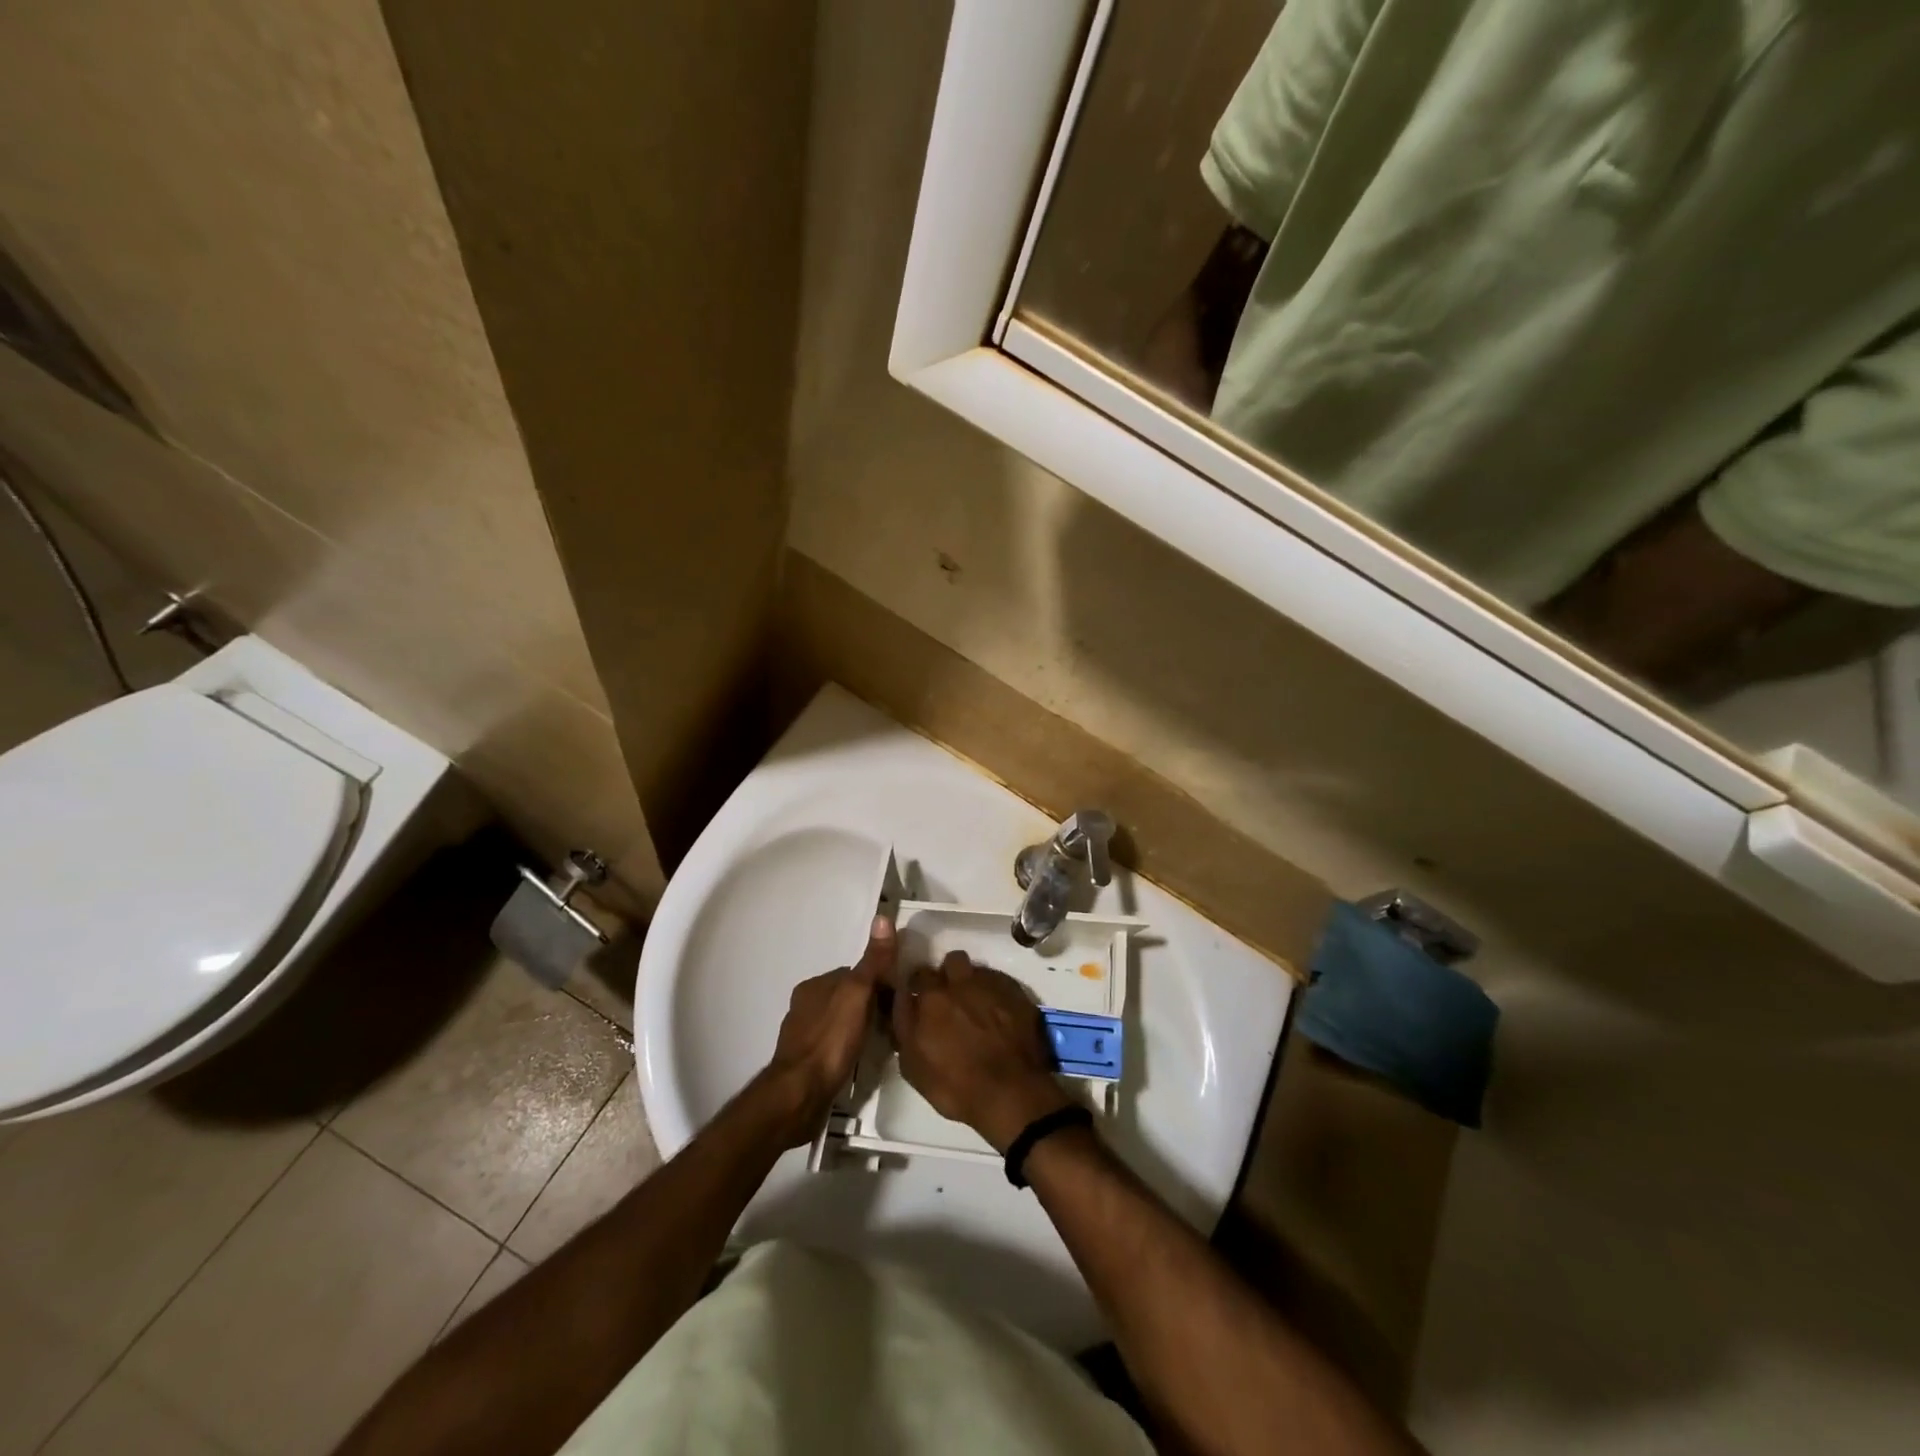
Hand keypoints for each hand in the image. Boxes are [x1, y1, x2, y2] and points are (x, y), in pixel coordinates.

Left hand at [759, 916, 894, 1145]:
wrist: (800, 1095)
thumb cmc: (830, 1040)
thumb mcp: (857, 993)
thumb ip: (872, 961)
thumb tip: (882, 917)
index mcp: (813, 986)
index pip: (853, 974)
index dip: (878, 982)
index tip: (898, 997)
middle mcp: (804, 1006)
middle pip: (846, 997)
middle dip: (868, 1006)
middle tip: (894, 1022)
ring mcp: (802, 1036)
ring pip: (839, 1022)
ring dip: (858, 1028)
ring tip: (882, 1042)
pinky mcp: (805, 1064)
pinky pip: (833, 1046)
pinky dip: (847, 1048)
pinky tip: (860, 1060)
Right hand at [892, 952, 1073, 1152]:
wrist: (1013, 1093)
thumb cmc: (957, 1087)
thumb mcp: (914, 1067)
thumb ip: (905, 1029)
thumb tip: (904, 1005)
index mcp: (932, 998)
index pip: (918, 975)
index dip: (919, 986)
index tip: (921, 997)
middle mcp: (960, 983)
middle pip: (951, 961)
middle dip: (948, 975)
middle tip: (950, 998)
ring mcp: (991, 985)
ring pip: (977, 969)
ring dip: (973, 981)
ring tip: (977, 1004)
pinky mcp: (1017, 992)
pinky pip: (1000, 981)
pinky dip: (996, 993)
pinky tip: (1000, 1013)